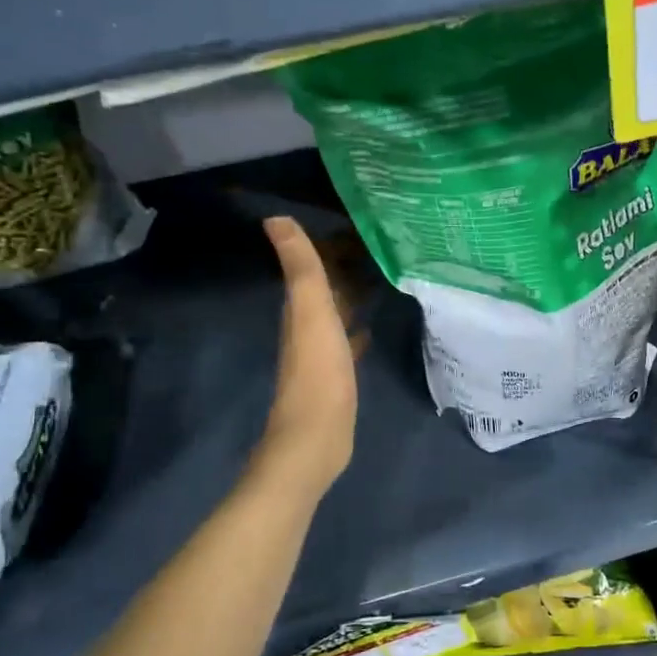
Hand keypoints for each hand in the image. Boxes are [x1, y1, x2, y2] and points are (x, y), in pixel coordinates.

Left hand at [258, 216, 357, 494]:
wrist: (316, 436)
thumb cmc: (318, 372)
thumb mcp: (311, 312)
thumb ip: (300, 267)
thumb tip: (275, 218)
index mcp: (300, 309)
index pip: (313, 266)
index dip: (330, 244)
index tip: (358, 223)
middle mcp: (307, 326)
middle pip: (326, 287)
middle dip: (346, 266)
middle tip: (379, 245)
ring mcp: (322, 353)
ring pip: (337, 312)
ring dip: (352, 294)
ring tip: (381, 276)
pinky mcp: (336, 375)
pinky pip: (346, 340)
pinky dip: (356, 328)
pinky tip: (370, 326)